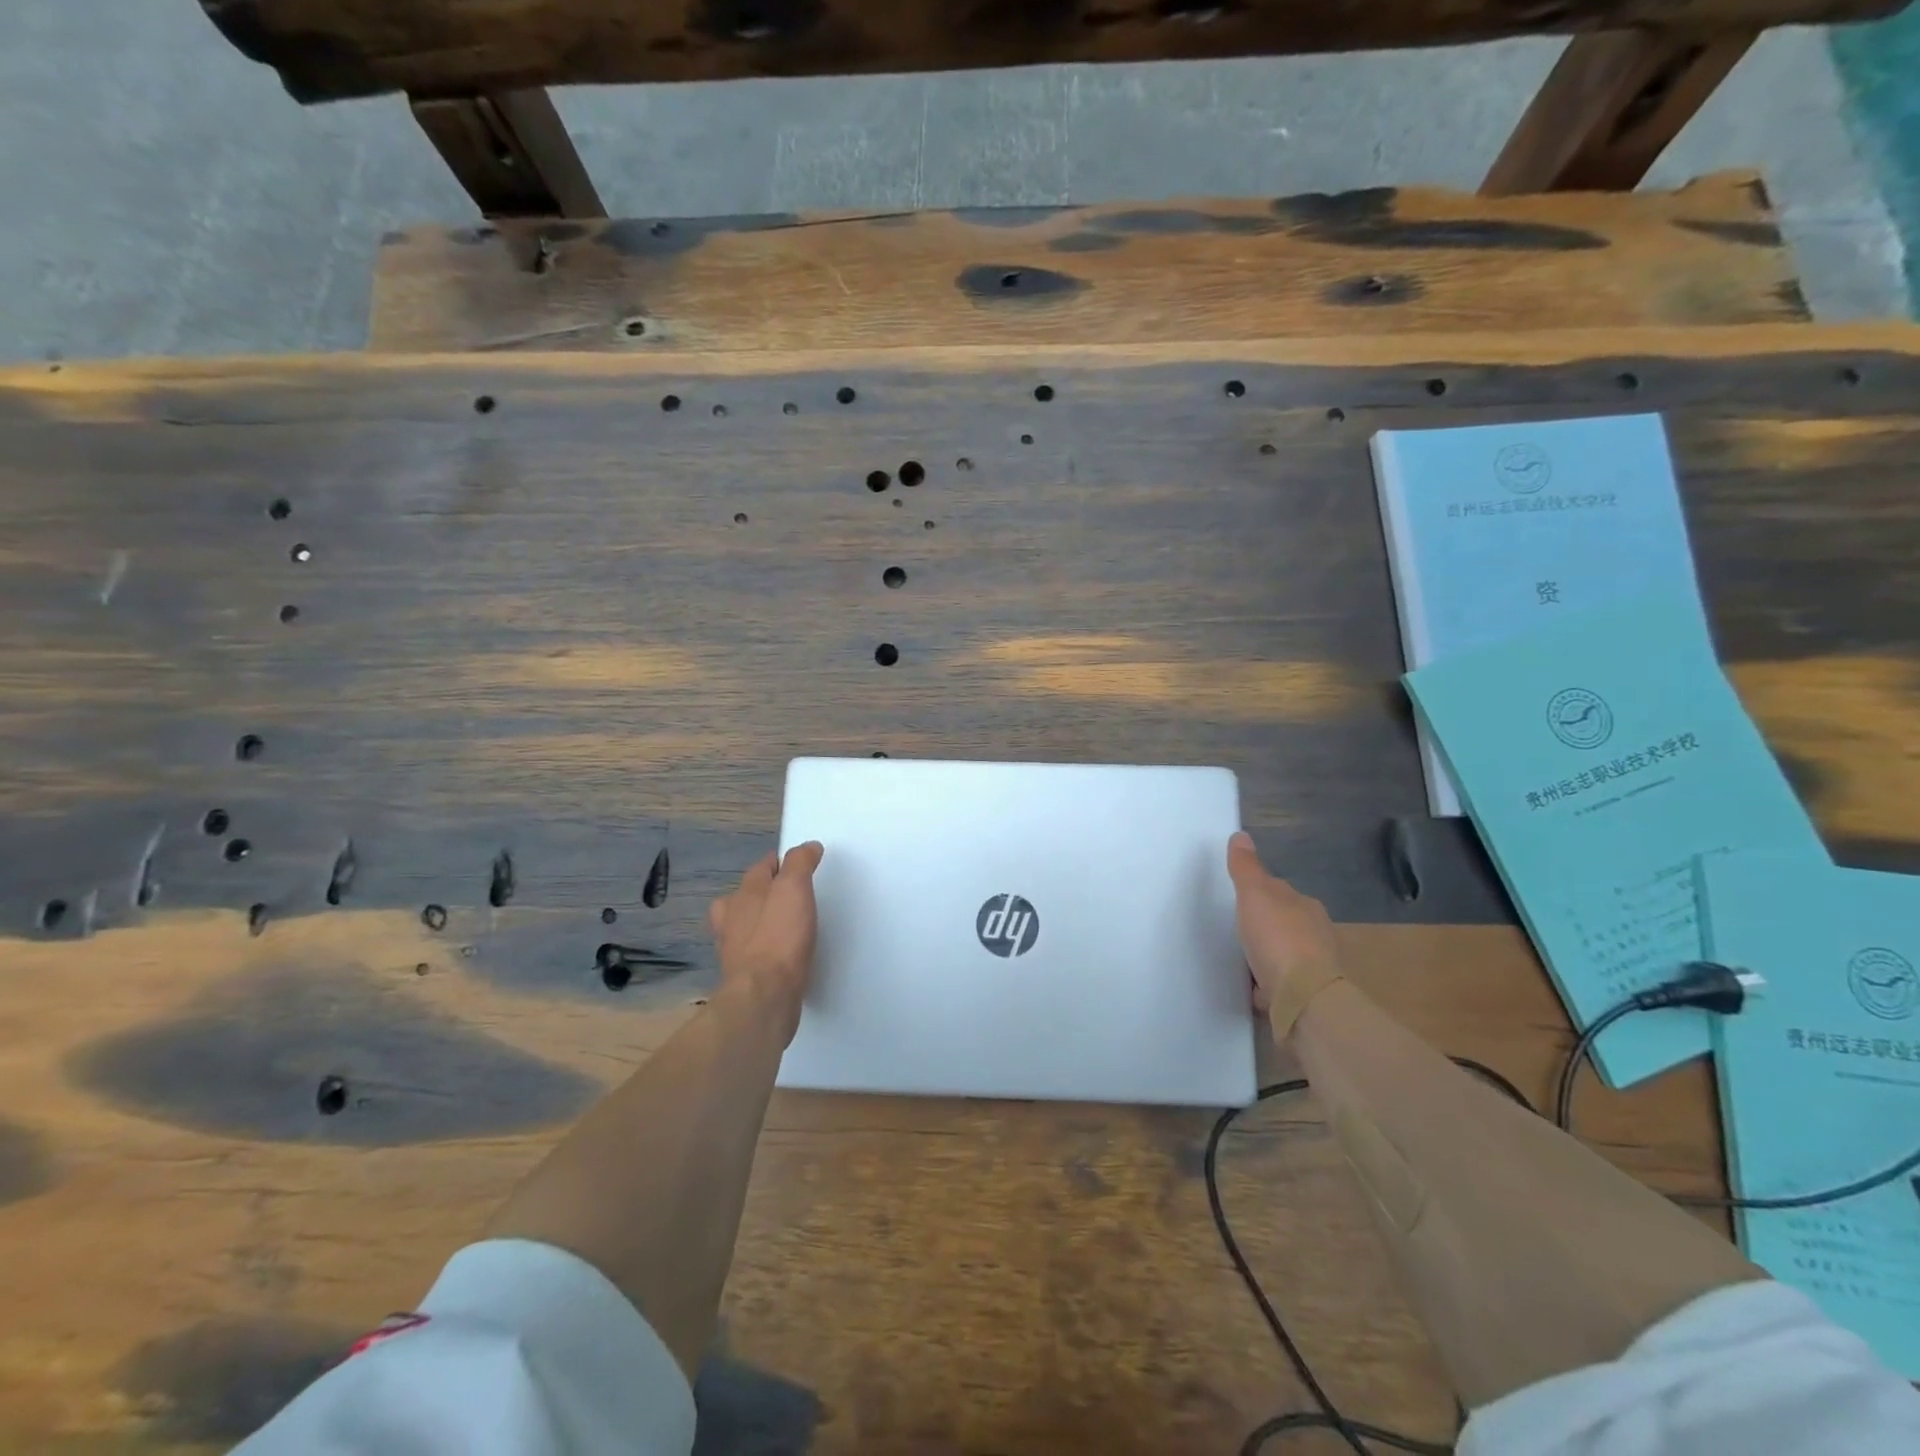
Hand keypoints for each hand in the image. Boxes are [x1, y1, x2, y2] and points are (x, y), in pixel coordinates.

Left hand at [708, 842, 824, 1043]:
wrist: (765, 996)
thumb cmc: (779, 937)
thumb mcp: (793, 889)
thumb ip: (800, 864)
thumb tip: (807, 846)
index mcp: (743, 895)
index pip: (761, 868)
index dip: (780, 862)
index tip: (800, 864)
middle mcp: (732, 919)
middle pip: (745, 897)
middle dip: (763, 893)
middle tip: (790, 895)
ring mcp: (734, 950)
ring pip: (745, 927)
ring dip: (761, 923)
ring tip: (785, 925)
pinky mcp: (745, 977)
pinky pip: (755, 954)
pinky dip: (766, 950)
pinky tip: (782, 956)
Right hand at [1226, 831, 1343, 1038]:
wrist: (1303, 1000)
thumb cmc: (1279, 940)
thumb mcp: (1255, 895)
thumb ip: (1246, 868)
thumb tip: (1240, 835)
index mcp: (1306, 906)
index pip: (1280, 892)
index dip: (1259, 893)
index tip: (1239, 899)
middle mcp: (1316, 933)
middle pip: (1284, 922)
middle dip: (1265, 925)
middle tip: (1236, 929)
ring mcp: (1313, 966)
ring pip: (1284, 953)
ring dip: (1267, 955)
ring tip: (1241, 958)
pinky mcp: (1305, 995)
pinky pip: (1281, 982)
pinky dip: (1268, 983)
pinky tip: (1252, 986)